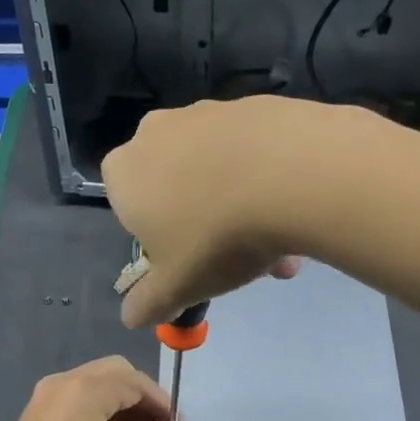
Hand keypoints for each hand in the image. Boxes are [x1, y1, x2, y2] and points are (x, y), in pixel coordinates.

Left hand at [0, 357, 180, 420]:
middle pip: (114, 371)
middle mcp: (64, 381)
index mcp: (86, 390)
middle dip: (140, 395)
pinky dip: (96, 406)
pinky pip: (74, 395)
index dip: (160, 402)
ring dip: (118, 400)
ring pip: (93, 382)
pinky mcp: (33, 412)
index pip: (135, 381)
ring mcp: (44, 395)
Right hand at [101, 96, 324, 328]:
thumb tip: (131, 317)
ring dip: (240, 206)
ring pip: (217, 171)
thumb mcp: (178, 285)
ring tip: (283, 246)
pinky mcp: (253, 103)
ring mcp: (206, 112)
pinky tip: (295, 205)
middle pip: (177, 188)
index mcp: (125, 172)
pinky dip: (267, 177)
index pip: (128, 207)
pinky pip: (252, 150)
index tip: (190, 260)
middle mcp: (157, 133)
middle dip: (206, 226)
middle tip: (243, 262)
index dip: (159, 238)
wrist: (293, 174)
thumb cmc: (216, 236)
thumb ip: (149, 302)